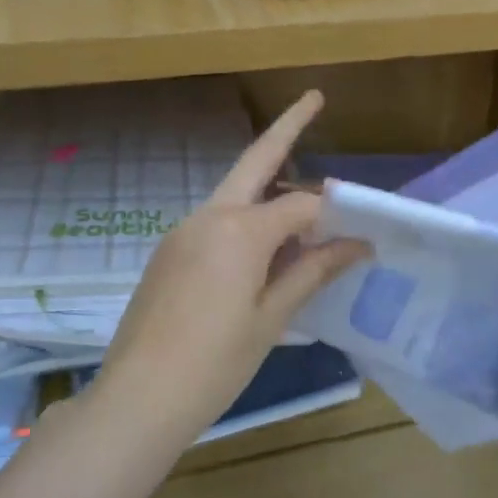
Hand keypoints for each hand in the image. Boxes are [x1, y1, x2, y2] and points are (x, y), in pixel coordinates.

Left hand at [90, 90, 370, 453]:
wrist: (137, 399)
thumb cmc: (215, 362)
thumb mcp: (272, 318)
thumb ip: (312, 272)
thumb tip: (358, 245)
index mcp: (239, 229)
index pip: (301, 206)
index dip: (333, 216)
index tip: (361, 234)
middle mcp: (208, 216)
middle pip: (255, 161)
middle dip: (286, 128)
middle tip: (313, 99)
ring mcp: (183, 231)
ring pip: (235, 195)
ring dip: (268, 189)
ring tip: (305, 212)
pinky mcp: (169, 252)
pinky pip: (217, 223)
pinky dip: (246, 223)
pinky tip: (262, 255)